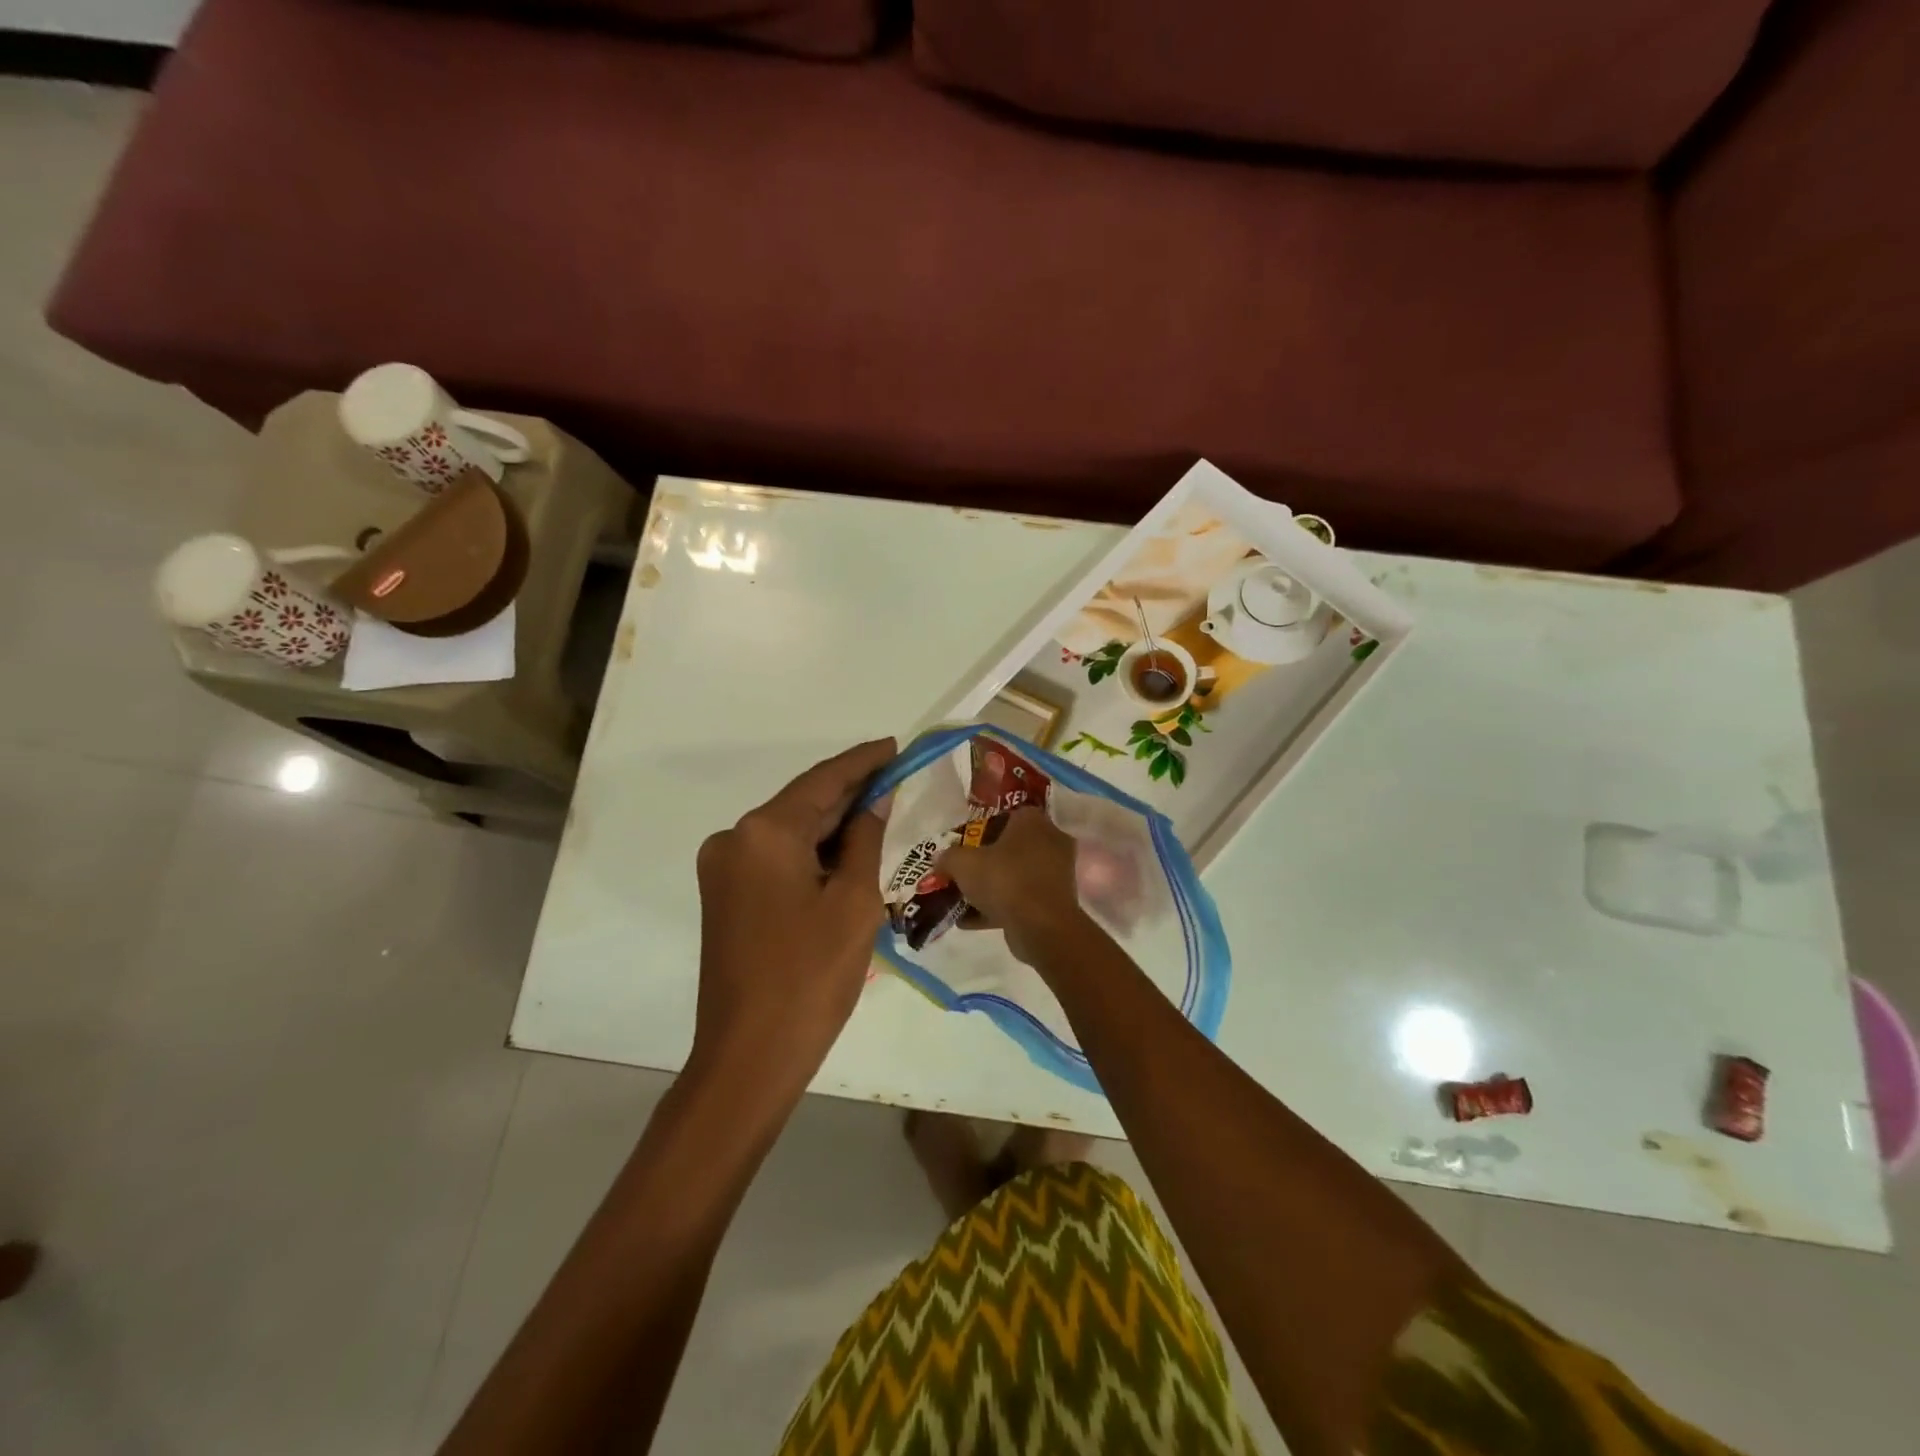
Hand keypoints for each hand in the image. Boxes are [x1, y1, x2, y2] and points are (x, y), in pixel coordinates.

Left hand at [691, 737, 894, 1103]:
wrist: (749, 1056)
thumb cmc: (811, 976)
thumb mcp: (854, 902)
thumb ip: (865, 839)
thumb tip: (874, 801)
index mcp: (764, 832)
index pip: (823, 781)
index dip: (863, 762)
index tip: (895, 746)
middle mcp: (734, 838)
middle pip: (803, 803)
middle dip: (850, 794)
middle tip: (897, 779)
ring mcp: (723, 868)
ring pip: (790, 832)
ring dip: (833, 825)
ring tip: (882, 813)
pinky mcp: (725, 895)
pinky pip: (776, 858)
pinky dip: (812, 852)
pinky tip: (847, 853)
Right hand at [935, 806, 1089, 965]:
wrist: (1041, 926)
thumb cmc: (1004, 880)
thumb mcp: (963, 863)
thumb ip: (948, 857)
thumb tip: (940, 859)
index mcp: (1032, 821)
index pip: (1005, 815)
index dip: (980, 829)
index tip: (962, 844)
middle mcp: (1050, 841)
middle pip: (1009, 847)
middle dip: (984, 861)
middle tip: (960, 872)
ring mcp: (1055, 873)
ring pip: (1015, 875)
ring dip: (989, 888)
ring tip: (960, 900)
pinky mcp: (1054, 902)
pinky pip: (1021, 899)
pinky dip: (997, 908)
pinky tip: (968, 921)